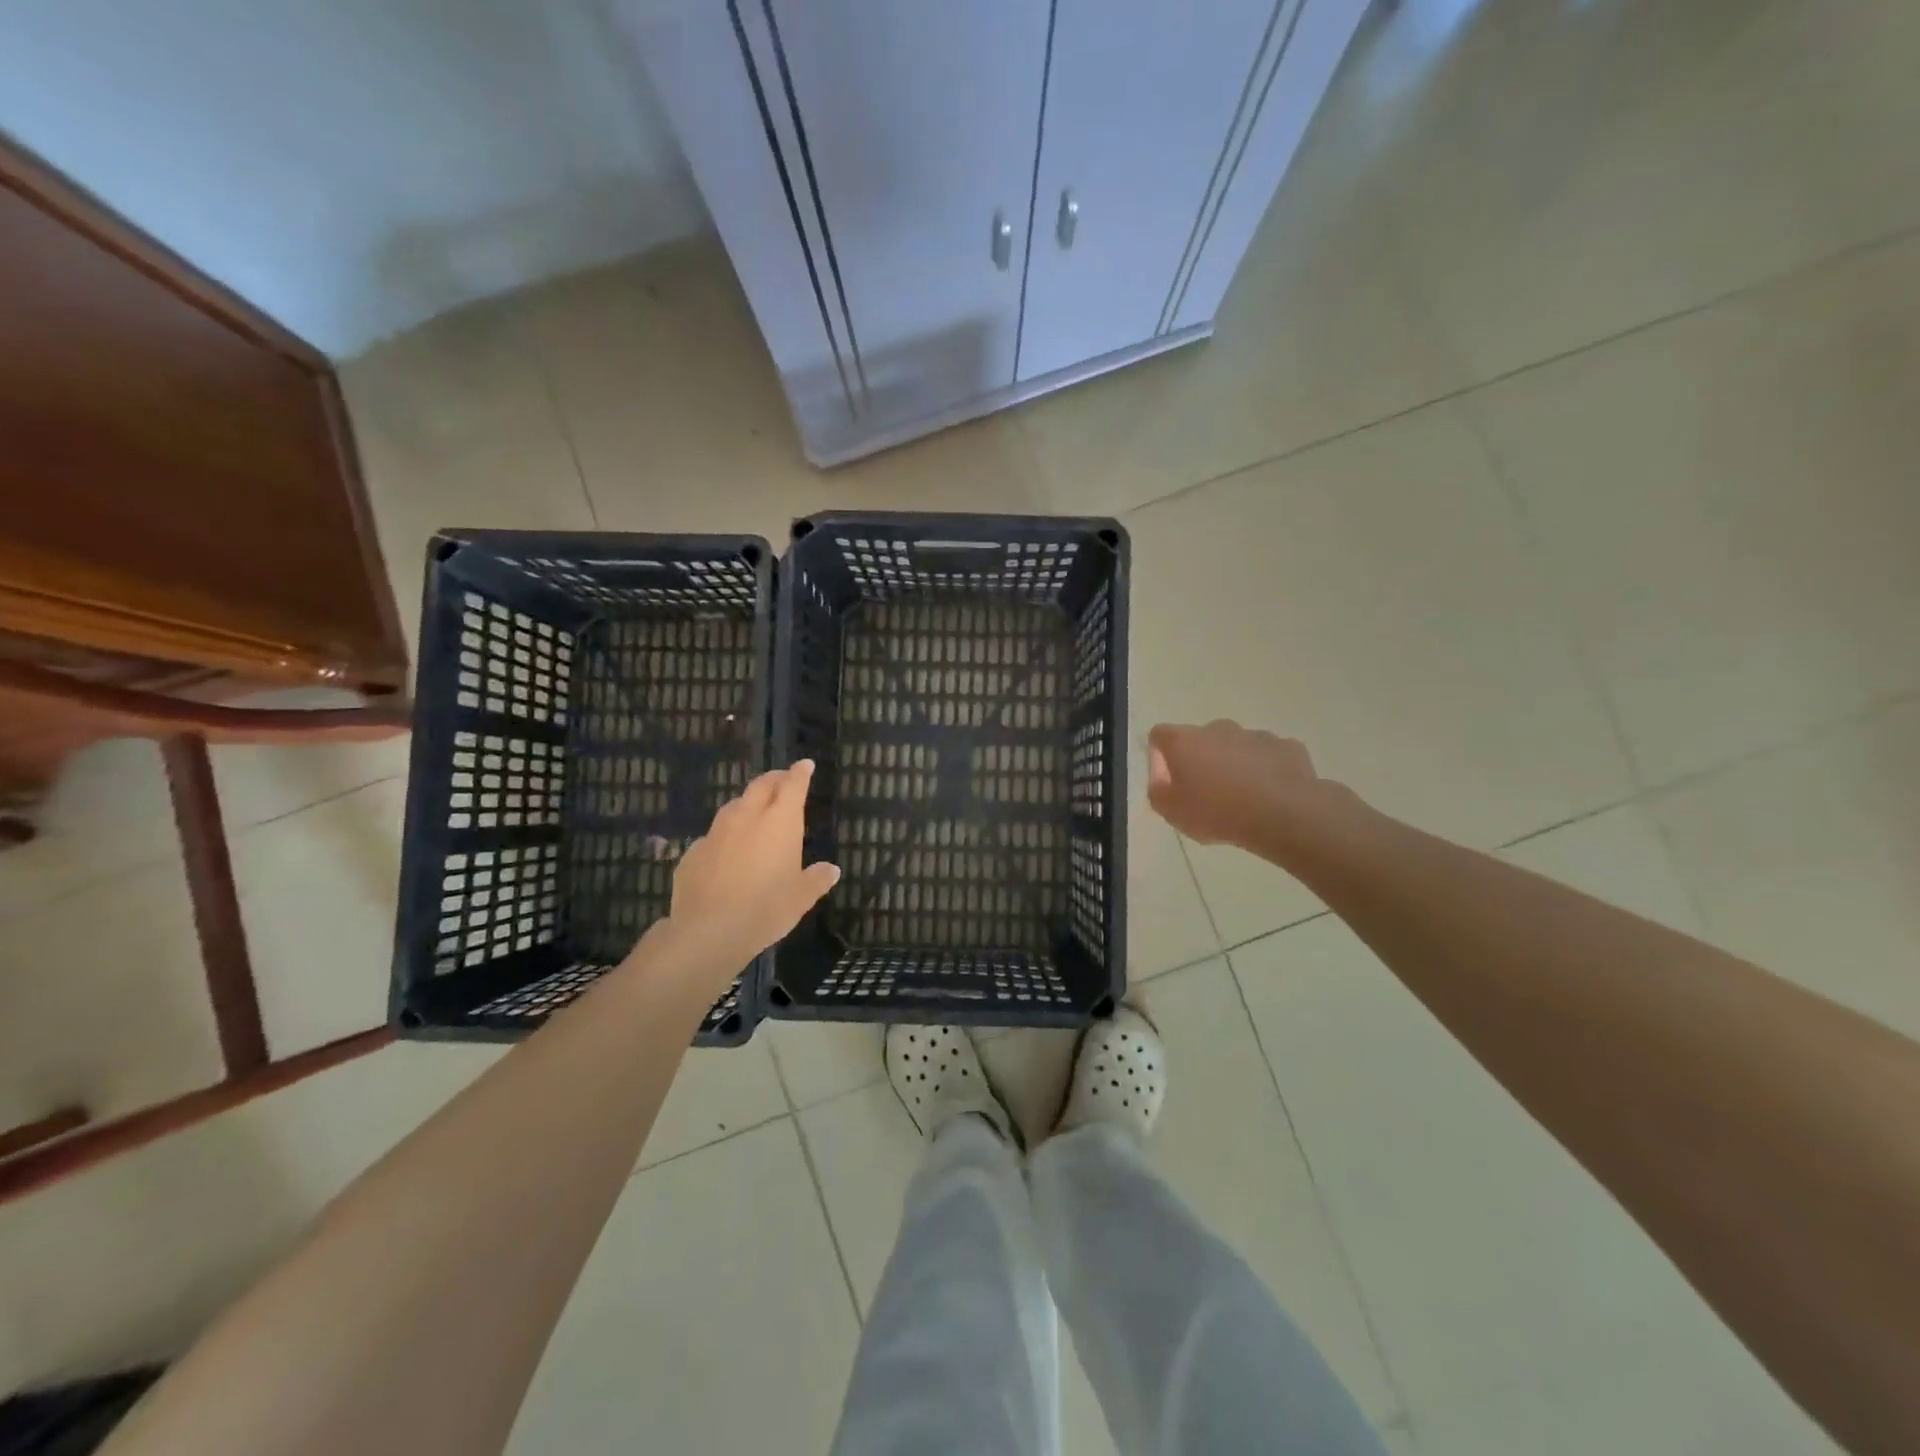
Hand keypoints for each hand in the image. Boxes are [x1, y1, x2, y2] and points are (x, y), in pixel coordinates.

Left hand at [659, 760, 840, 973]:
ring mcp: (716, 832)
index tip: (805, 764)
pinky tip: (726, 852)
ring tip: (754, 812)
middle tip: (783, 780)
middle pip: (761, 786)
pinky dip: (725, 836)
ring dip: (747, 803)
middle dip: (774, 779)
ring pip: (734, 806)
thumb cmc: (766, 909)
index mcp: (780, 822)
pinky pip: (713, 836)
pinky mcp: (693, 852)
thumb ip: (816, 879)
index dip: (800, 772)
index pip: (793, 785)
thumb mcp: (801, 898)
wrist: (708, 931)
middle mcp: (747, 817)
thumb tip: (831, 870)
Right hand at [1147, 720, 1333, 849]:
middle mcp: (1217, 728)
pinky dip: (1265, 770)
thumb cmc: (1217, 813)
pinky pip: (1268, 756)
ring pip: (1237, 746)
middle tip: (1207, 793)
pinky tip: (1270, 795)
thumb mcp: (1171, 812)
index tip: (1168, 780)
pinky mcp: (1286, 746)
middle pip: (1200, 739)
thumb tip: (1162, 775)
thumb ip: (1158, 788)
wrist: (1283, 815)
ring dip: (1234, 764)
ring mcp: (1255, 735)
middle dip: (1201, 759)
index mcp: (1184, 741)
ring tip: (1242, 798)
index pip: (1160, 735)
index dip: (1160, 756)